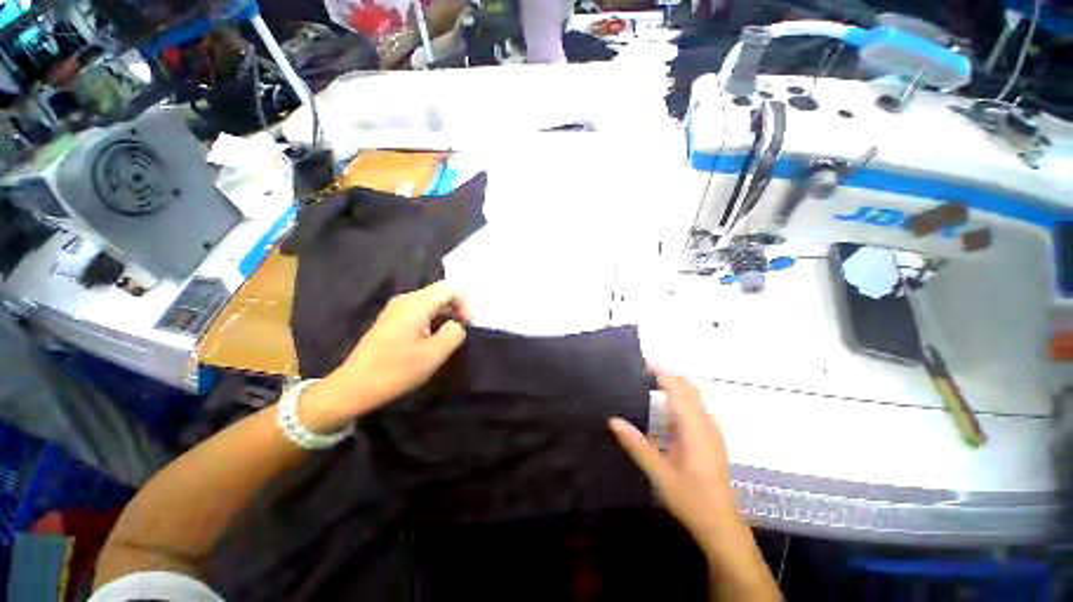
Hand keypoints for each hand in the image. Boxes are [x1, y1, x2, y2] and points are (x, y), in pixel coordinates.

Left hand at [302, 282, 468, 430]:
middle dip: (456, 309)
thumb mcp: (434, 354)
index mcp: (416, 304)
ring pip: (430, 303)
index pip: (449, 288)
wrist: (353, 386)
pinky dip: (432, 321)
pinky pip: (419, 311)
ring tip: (447, 338)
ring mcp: (395, 309)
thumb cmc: (396, 370)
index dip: (464, 303)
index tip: (467, 325)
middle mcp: (405, 300)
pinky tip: (431, 340)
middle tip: (461, 333)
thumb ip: (454, 333)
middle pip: (439, 293)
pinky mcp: (391, 320)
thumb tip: (457, 325)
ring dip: (444, 316)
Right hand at [609, 367, 737, 548]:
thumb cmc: (691, 499)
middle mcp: (706, 424)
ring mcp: (712, 431)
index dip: (662, 372)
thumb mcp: (659, 474)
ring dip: (676, 386)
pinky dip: (683, 399)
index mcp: (694, 428)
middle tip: (643, 371)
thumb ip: (637, 445)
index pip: (678, 389)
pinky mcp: (712, 439)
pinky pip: (698, 409)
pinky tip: (668, 410)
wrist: (722, 525)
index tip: (643, 362)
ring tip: (651, 384)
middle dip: (668, 375)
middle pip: (689, 388)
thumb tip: (613, 420)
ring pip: (695, 397)